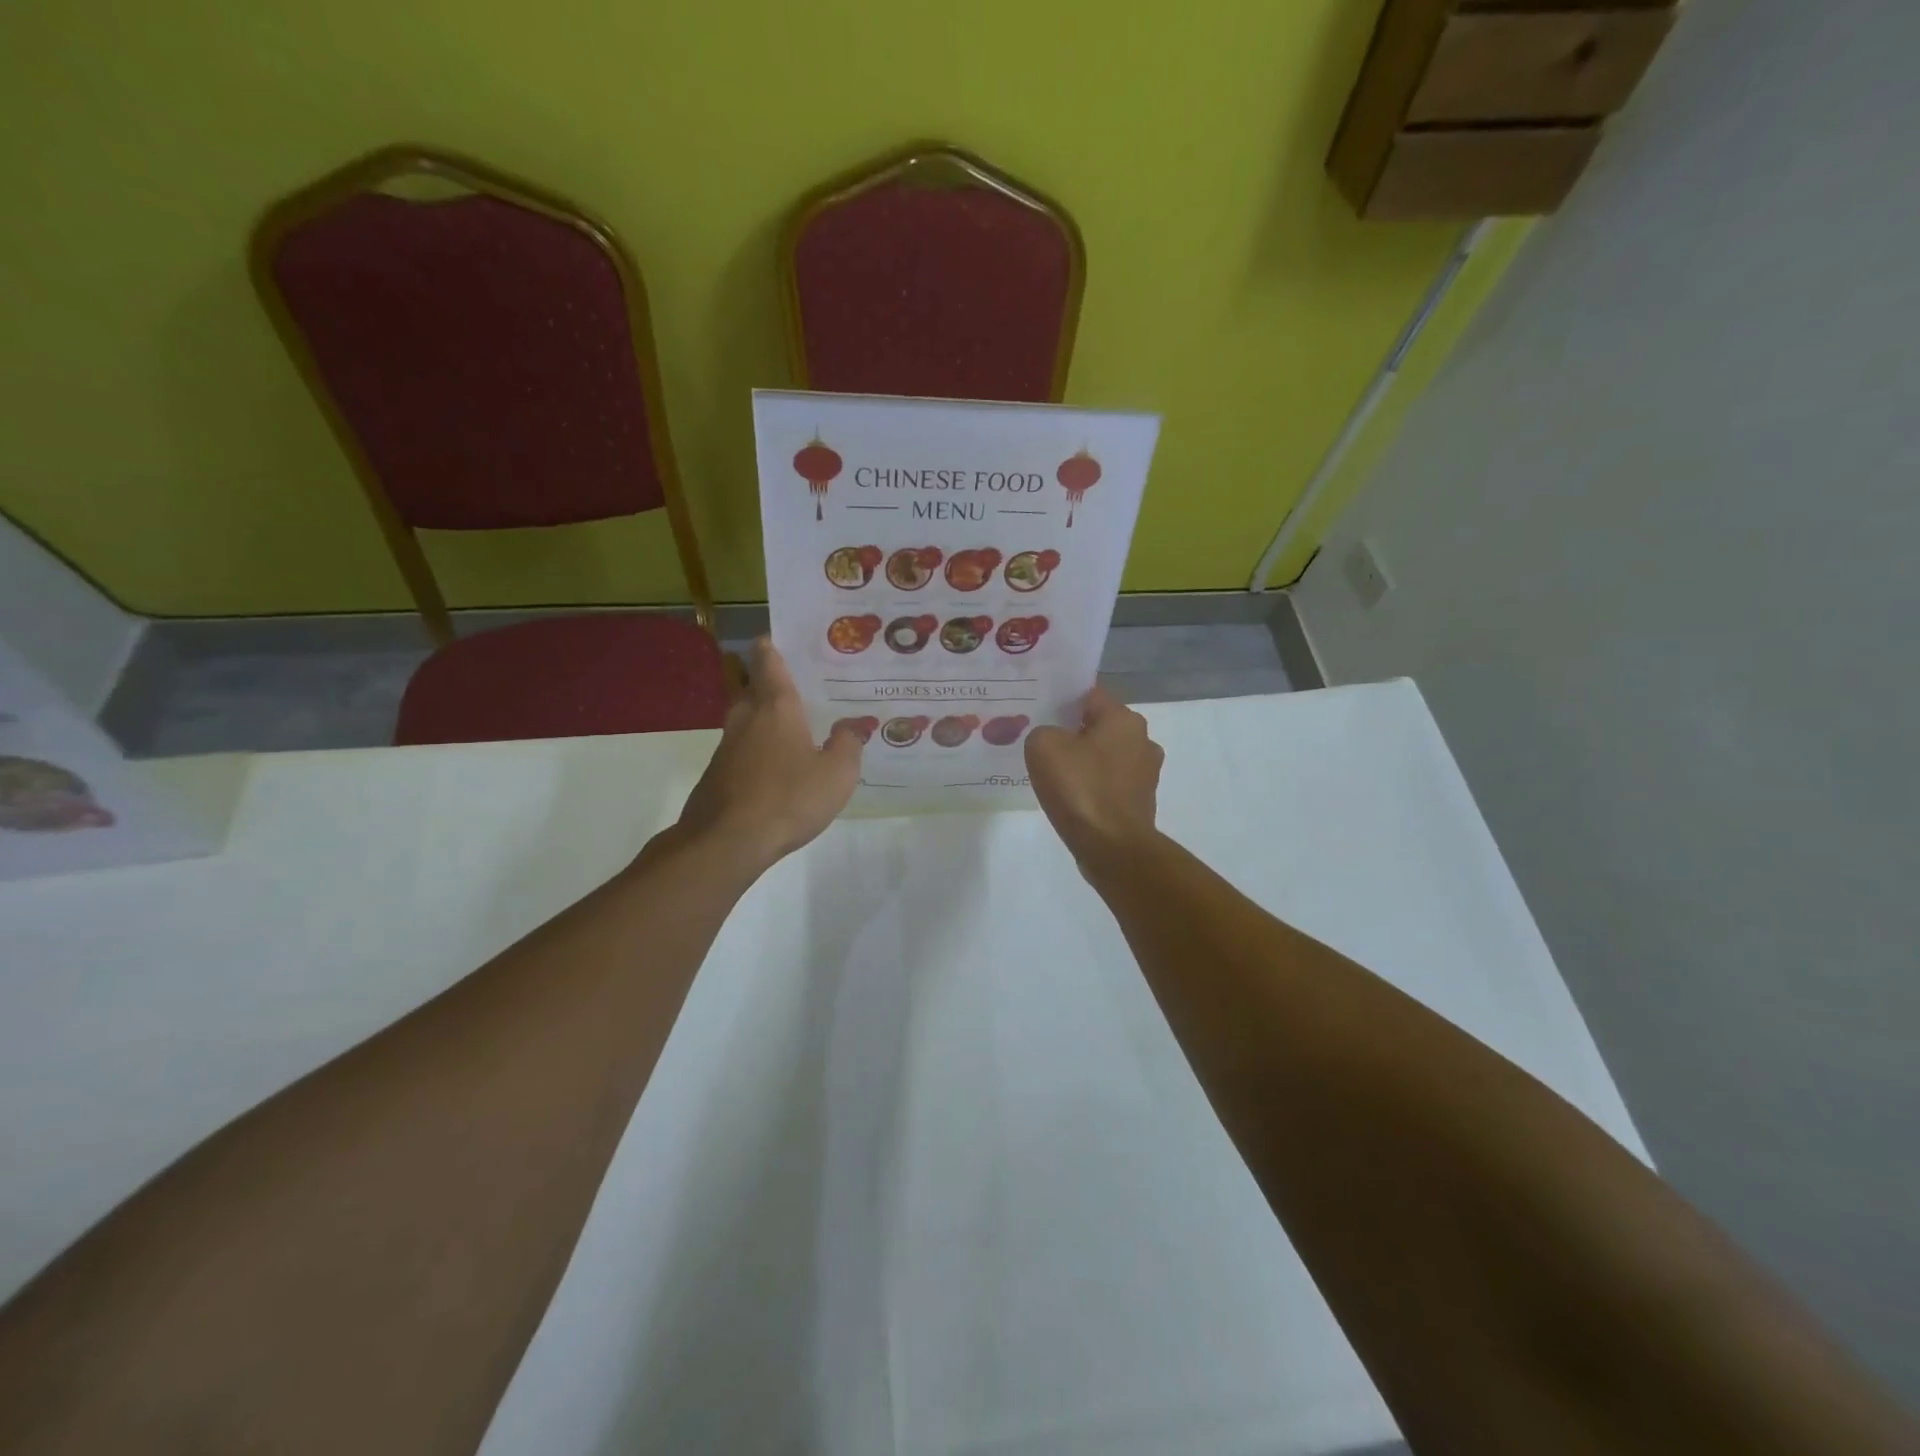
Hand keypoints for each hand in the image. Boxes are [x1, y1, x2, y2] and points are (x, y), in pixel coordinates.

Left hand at [674, 639, 861, 872]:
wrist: (727, 841)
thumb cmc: (788, 798)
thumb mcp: (837, 774)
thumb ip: (848, 745)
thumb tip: (850, 727)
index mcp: (776, 708)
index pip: (769, 662)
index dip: (772, 646)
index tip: (779, 637)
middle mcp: (747, 718)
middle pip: (752, 687)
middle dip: (769, 682)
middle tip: (798, 684)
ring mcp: (727, 747)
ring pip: (746, 719)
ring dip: (764, 717)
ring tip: (792, 726)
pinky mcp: (718, 774)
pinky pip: (742, 749)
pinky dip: (758, 748)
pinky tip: (777, 767)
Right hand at [1025, 686, 1163, 864]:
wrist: (1112, 848)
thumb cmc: (1080, 789)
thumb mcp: (1043, 746)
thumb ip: (1043, 731)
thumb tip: (1052, 741)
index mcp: (1125, 719)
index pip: (1089, 695)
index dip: (1062, 700)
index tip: (1039, 711)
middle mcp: (1143, 741)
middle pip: (1098, 726)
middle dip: (1073, 732)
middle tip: (1042, 742)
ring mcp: (1145, 774)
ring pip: (1105, 756)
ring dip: (1083, 762)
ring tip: (1053, 774)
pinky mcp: (1140, 802)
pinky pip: (1109, 784)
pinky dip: (1092, 787)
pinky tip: (1070, 799)